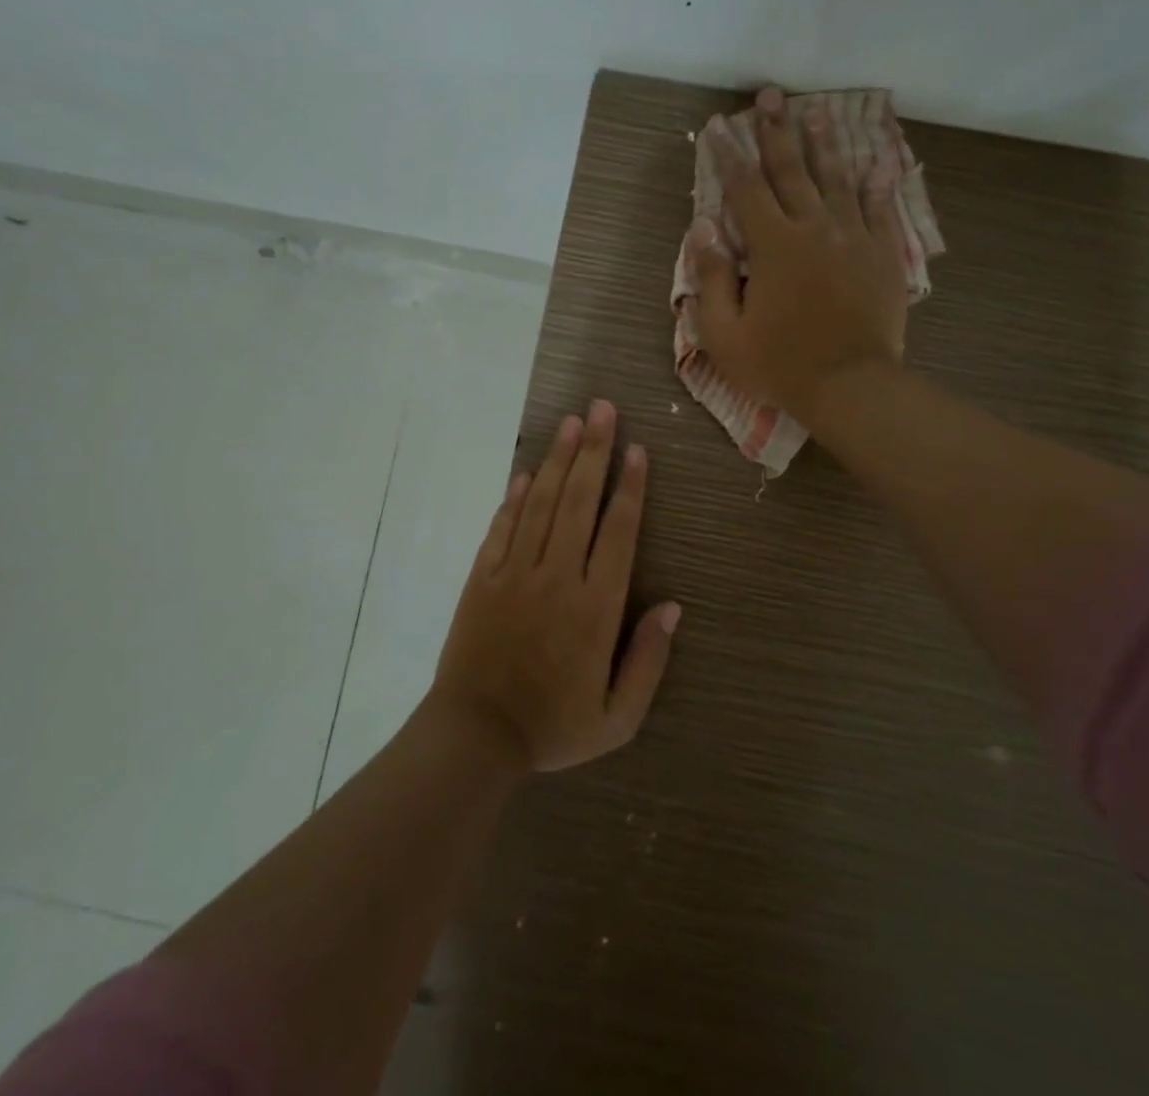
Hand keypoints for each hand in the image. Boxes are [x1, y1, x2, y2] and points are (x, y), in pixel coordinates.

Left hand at [429, 400, 679, 773]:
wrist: (475, 737)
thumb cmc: (553, 727)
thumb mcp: (618, 717)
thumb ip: (649, 660)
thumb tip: (673, 607)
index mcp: (596, 606)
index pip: (618, 531)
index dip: (629, 487)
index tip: (636, 449)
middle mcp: (558, 577)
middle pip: (580, 501)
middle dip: (594, 451)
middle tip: (602, 409)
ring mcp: (516, 573)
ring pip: (543, 503)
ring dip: (559, 461)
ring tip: (571, 422)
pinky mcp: (483, 577)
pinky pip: (503, 527)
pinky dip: (516, 497)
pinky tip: (528, 472)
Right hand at [690, 85, 909, 422]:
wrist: (851, 386)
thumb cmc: (780, 365)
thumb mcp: (725, 333)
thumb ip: (713, 277)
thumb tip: (703, 228)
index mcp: (773, 245)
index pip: (745, 188)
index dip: (729, 154)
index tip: (718, 125)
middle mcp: (814, 228)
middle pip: (791, 169)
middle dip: (776, 130)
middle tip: (769, 95)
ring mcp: (854, 237)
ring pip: (836, 178)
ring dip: (822, 142)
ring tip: (815, 109)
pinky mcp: (883, 254)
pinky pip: (880, 208)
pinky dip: (876, 183)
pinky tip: (875, 162)